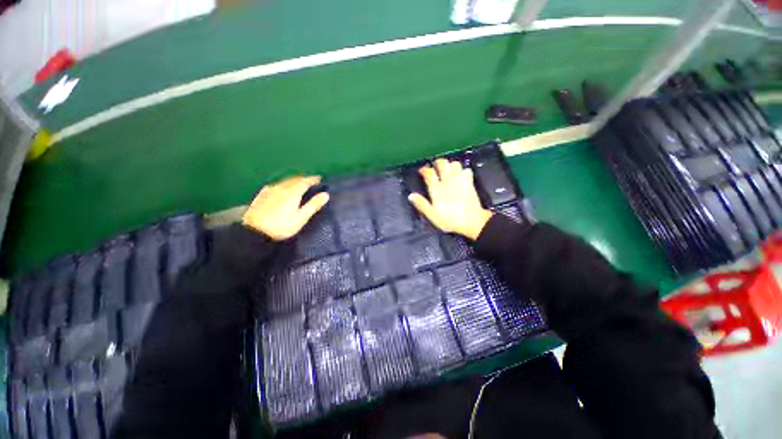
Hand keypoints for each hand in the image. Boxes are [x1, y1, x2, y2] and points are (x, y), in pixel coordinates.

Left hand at [242, 176, 329, 240]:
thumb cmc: (281, 226)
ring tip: (299, 184)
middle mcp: (281, 187)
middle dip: (304, 179)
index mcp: (292, 192)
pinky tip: (283, 188)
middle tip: (311, 181)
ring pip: (285, 181)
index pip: (305, 181)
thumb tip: (326, 194)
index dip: (313, 179)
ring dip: (294, 181)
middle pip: (294, 179)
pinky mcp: (262, 194)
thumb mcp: (301, 218)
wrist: (254, 231)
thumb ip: (313, 205)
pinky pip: (277, 184)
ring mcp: (270, 189)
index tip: (320, 178)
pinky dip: (284, 184)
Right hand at [408, 158, 492, 240]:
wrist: (472, 221)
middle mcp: (448, 182)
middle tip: (435, 167)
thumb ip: (422, 204)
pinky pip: (466, 170)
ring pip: (455, 164)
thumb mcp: (432, 215)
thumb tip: (411, 196)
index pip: (429, 173)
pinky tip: (460, 174)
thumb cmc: (450, 220)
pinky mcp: (469, 183)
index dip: (424, 170)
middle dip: (437, 163)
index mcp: (437, 189)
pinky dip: (462, 170)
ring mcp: (460, 181)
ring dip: (450, 165)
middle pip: (442, 164)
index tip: (422, 171)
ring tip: (447, 169)